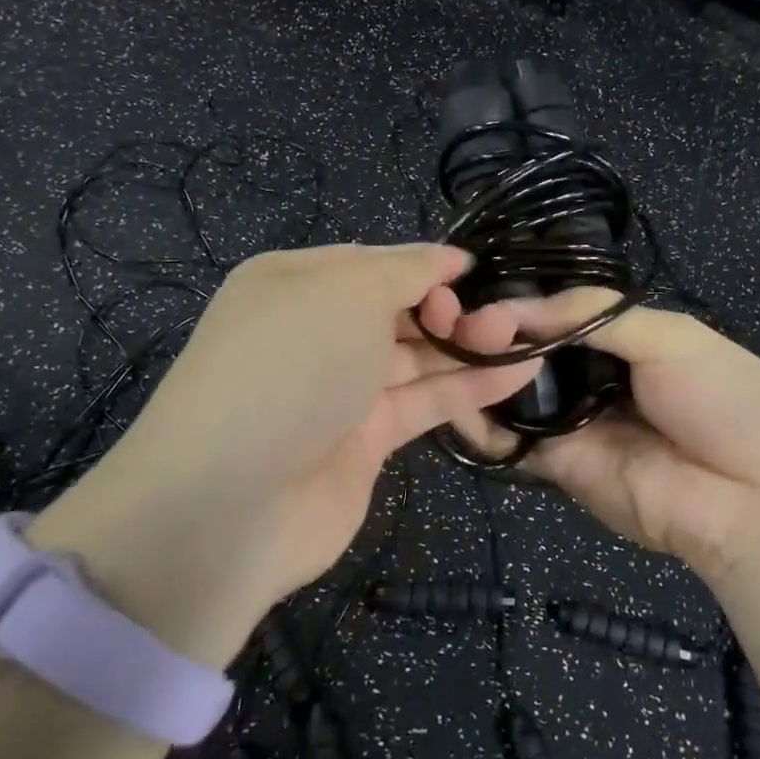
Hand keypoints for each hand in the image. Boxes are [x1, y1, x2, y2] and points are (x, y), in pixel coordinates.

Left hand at [32, 245, 542, 667]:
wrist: (233, 501)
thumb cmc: (291, 365)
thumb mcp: (347, 291)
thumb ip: (404, 270)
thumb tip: (446, 257)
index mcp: (297, 283)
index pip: (375, 263)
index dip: (427, 265)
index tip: (477, 272)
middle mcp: (317, 332)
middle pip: (399, 309)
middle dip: (451, 306)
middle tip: (497, 315)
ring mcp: (341, 390)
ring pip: (417, 356)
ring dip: (468, 345)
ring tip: (525, 336)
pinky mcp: (366, 440)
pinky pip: (424, 401)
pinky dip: (468, 386)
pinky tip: (519, 370)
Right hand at [430, 289, 759, 581]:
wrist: (759, 499)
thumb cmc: (726, 400)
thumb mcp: (669, 336)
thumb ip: (590, 316)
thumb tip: (512, 306)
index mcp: (621, 338)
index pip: (554, 312)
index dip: (516, 301)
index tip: (472, 290)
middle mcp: (589, 375)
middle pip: (526, 351)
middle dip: (489, 333)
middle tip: (446, 319)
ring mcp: (570, 422)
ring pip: (509, 393)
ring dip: (477, 371)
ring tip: (443, 349)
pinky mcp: (557, 465)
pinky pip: (510, 441)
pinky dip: (478, 424)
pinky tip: (455, 399)